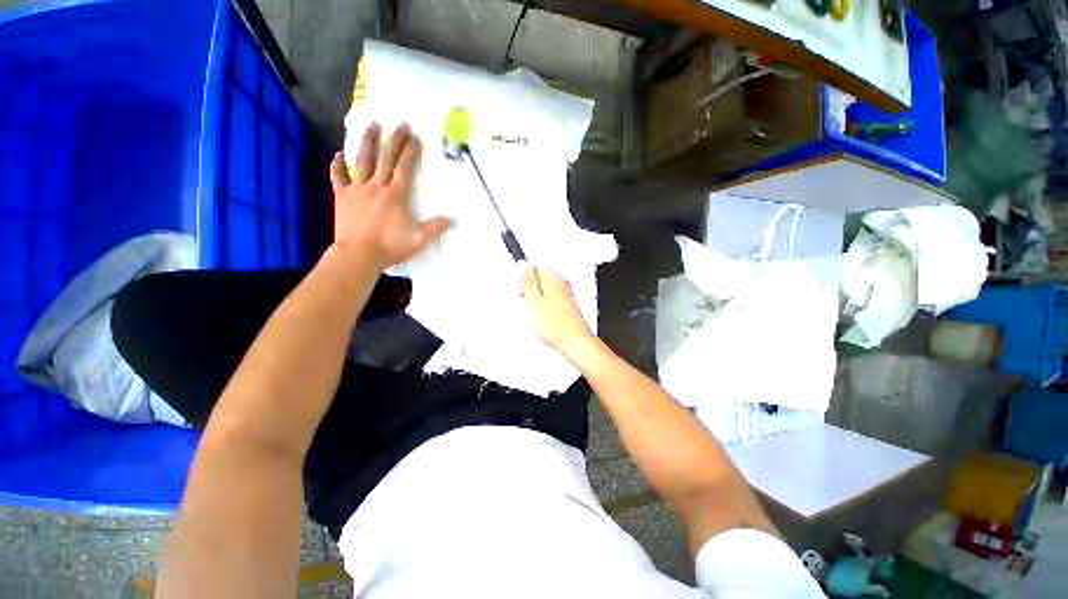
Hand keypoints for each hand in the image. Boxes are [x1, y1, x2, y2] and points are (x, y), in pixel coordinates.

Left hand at [330, 123, 453, 270]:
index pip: (405, 168)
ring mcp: (358, 189)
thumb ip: (436, 227)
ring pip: (363, 160)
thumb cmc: (391, 246)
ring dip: (368, 142)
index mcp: (397, 195)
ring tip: (372, 126)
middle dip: (394, 140)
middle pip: (386, 158)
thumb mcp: (420, 239)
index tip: (415, 137)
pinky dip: (338, 165)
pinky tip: (338, 155)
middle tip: (400, 124)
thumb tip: (454, 220)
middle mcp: (377, 186)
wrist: (359, 254)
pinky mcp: (342, 196)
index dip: (411, 151)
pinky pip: (338, 177)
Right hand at [520, 265, 594, 355]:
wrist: (575, 342)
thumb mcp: (533, 302)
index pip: (535, 266)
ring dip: (538, 300)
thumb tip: (523, 265)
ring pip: (545, 290)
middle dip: (531, 290)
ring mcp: (566, 295)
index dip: (525, 279)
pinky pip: (551, 300)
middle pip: (540, 278)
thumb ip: (527, 282)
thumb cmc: (556, 326)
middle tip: (530, 304)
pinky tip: (545, 319)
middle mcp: (562, 284)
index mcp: (553, 279)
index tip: (523, 292)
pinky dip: (545, 308)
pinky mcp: (568, 306)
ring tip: (537, 314)